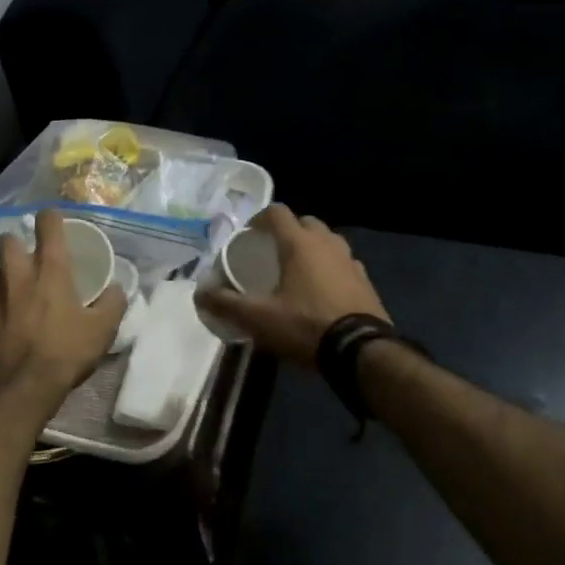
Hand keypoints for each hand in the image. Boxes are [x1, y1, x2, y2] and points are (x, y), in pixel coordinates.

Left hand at [0, 209, 125, 420]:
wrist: (13, 392)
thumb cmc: (61, 355)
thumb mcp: (101, 332)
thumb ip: (112, 304)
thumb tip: (117, 289)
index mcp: (49, 270)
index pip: (47, 223)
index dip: (51, 217)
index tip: (54, 222)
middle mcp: (15, 274)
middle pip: (5, 238)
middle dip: (14, 243)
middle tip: (27, 259)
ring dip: (4, 277)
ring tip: (15, 296)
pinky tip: (2, 326)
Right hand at [195, 204, 390, 366]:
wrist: (362, 351)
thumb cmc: (306, 326)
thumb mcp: (259, 318)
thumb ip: (226, 304)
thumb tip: (199, 293)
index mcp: (299, 243)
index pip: (277, 212)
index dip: (259, 218)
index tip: (248, 234)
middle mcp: (326, 243)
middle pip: (305, 222)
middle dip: (288, 231)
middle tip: (272, 251)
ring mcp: (350, 260)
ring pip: (327, 241)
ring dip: (312, 247)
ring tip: (297, 269)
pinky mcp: (365, 280)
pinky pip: (343, 262)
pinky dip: (331, 267)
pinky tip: (323, 289)